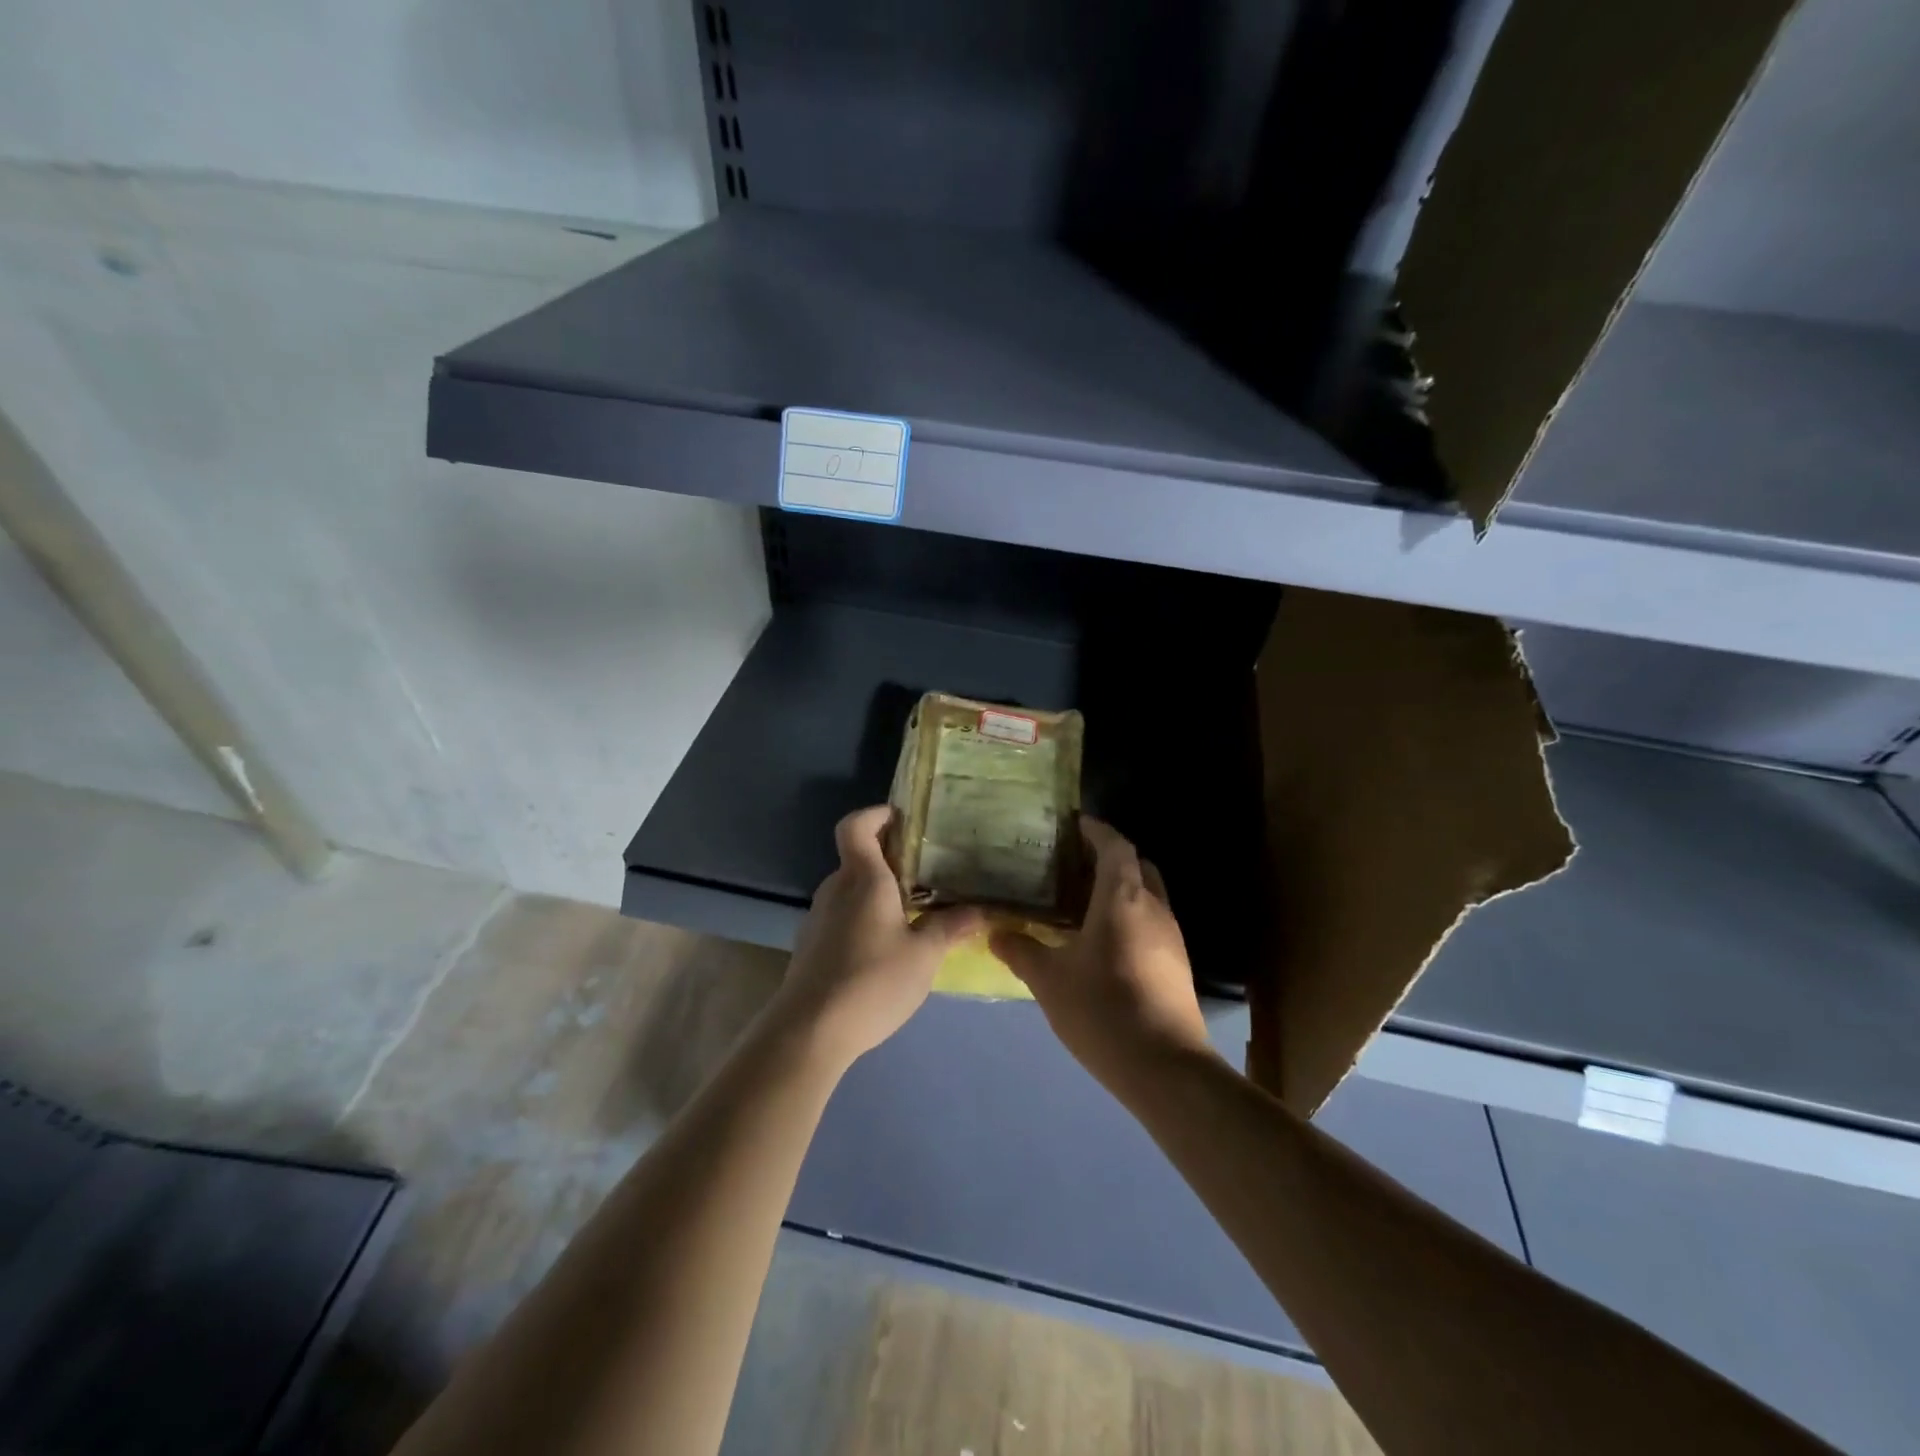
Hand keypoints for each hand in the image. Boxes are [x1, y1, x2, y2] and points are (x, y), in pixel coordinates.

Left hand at [772, 806, 984, 1068]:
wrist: (810, 1030)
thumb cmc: (872, 980)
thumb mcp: (924, 955)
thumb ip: (950, 927)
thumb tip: (980, 910)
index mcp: (863, 878)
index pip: (856, 825)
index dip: (877, 814)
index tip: (905, 820)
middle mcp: (836, 888)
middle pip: (858, 857)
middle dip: (891, 859)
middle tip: (928, 872)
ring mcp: (819, 917)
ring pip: (852, 890)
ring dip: (879, 892)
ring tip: (915, 912)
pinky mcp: (812, 945)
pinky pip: (843, 916)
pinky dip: (865, 918)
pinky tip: (887, 948)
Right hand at [990, 817, 1214, 1090]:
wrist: (1165, 1067)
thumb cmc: (1103, 1008)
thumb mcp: (1049, 980)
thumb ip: (1022, 951)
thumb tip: (996, 933)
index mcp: (1123, 898)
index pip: (1116, 846)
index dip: (1096, 830)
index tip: (1075, 824)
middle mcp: (1154, 908)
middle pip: (1137, 866)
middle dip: (1110, 858)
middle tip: (1074, 864)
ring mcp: (1171, 937)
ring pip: (1147, 896)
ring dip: (1120, 890)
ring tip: (1081, 902)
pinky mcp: (1177, 965)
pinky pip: (1151, 923)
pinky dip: (1128, 917)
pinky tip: (1101, 942)